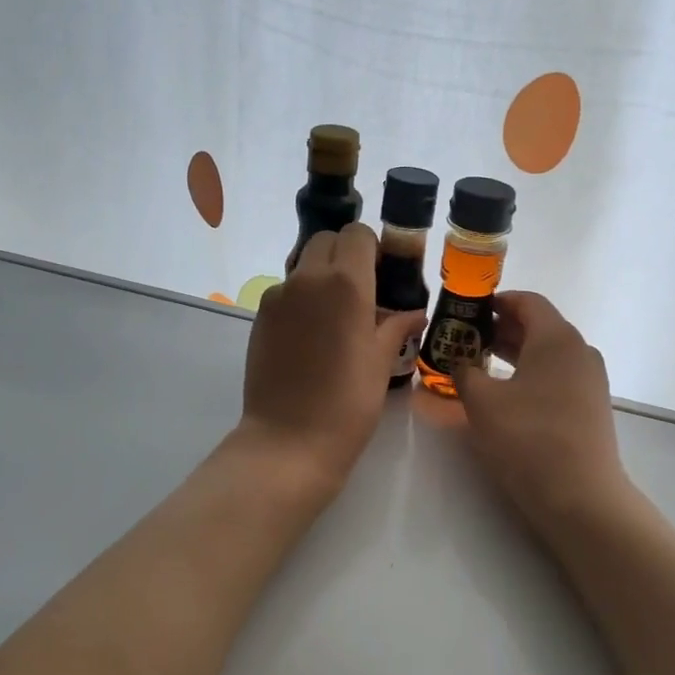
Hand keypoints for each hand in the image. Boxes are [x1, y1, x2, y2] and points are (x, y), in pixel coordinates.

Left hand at [237, 224, 425, 492]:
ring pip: (303, 265)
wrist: (289, 440)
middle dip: (346, 254)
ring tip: (337, 316)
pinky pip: (286, 292)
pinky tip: (312, 336)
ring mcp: (278, 296)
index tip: (383, 273)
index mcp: (345, 282)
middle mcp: (307, 278)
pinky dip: (302, 299)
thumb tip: (415, 314)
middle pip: (326, 241)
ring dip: (321, 275)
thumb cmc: (348, 402)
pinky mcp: (260, 317)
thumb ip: (397, 327)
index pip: (357, 234)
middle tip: (362, 291)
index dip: (372, 247)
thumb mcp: (381, 363)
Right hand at [452, 292, 632, 535]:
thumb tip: (461, 363)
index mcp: (556, 338)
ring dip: (514, 354)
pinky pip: (556, 376)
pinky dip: (530, 375)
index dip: (495, 301)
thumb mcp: (482, 402)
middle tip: (466, 340)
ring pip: (547, 353)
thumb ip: (465, 372)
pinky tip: (506, 395)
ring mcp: (590, 380)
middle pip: (538, 326)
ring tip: (480, 366)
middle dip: (500, 329)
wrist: (580, 496)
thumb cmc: (528, 438)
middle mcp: (579, 351)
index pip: (527, 301)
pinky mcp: (590, 406)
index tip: (467, 311)